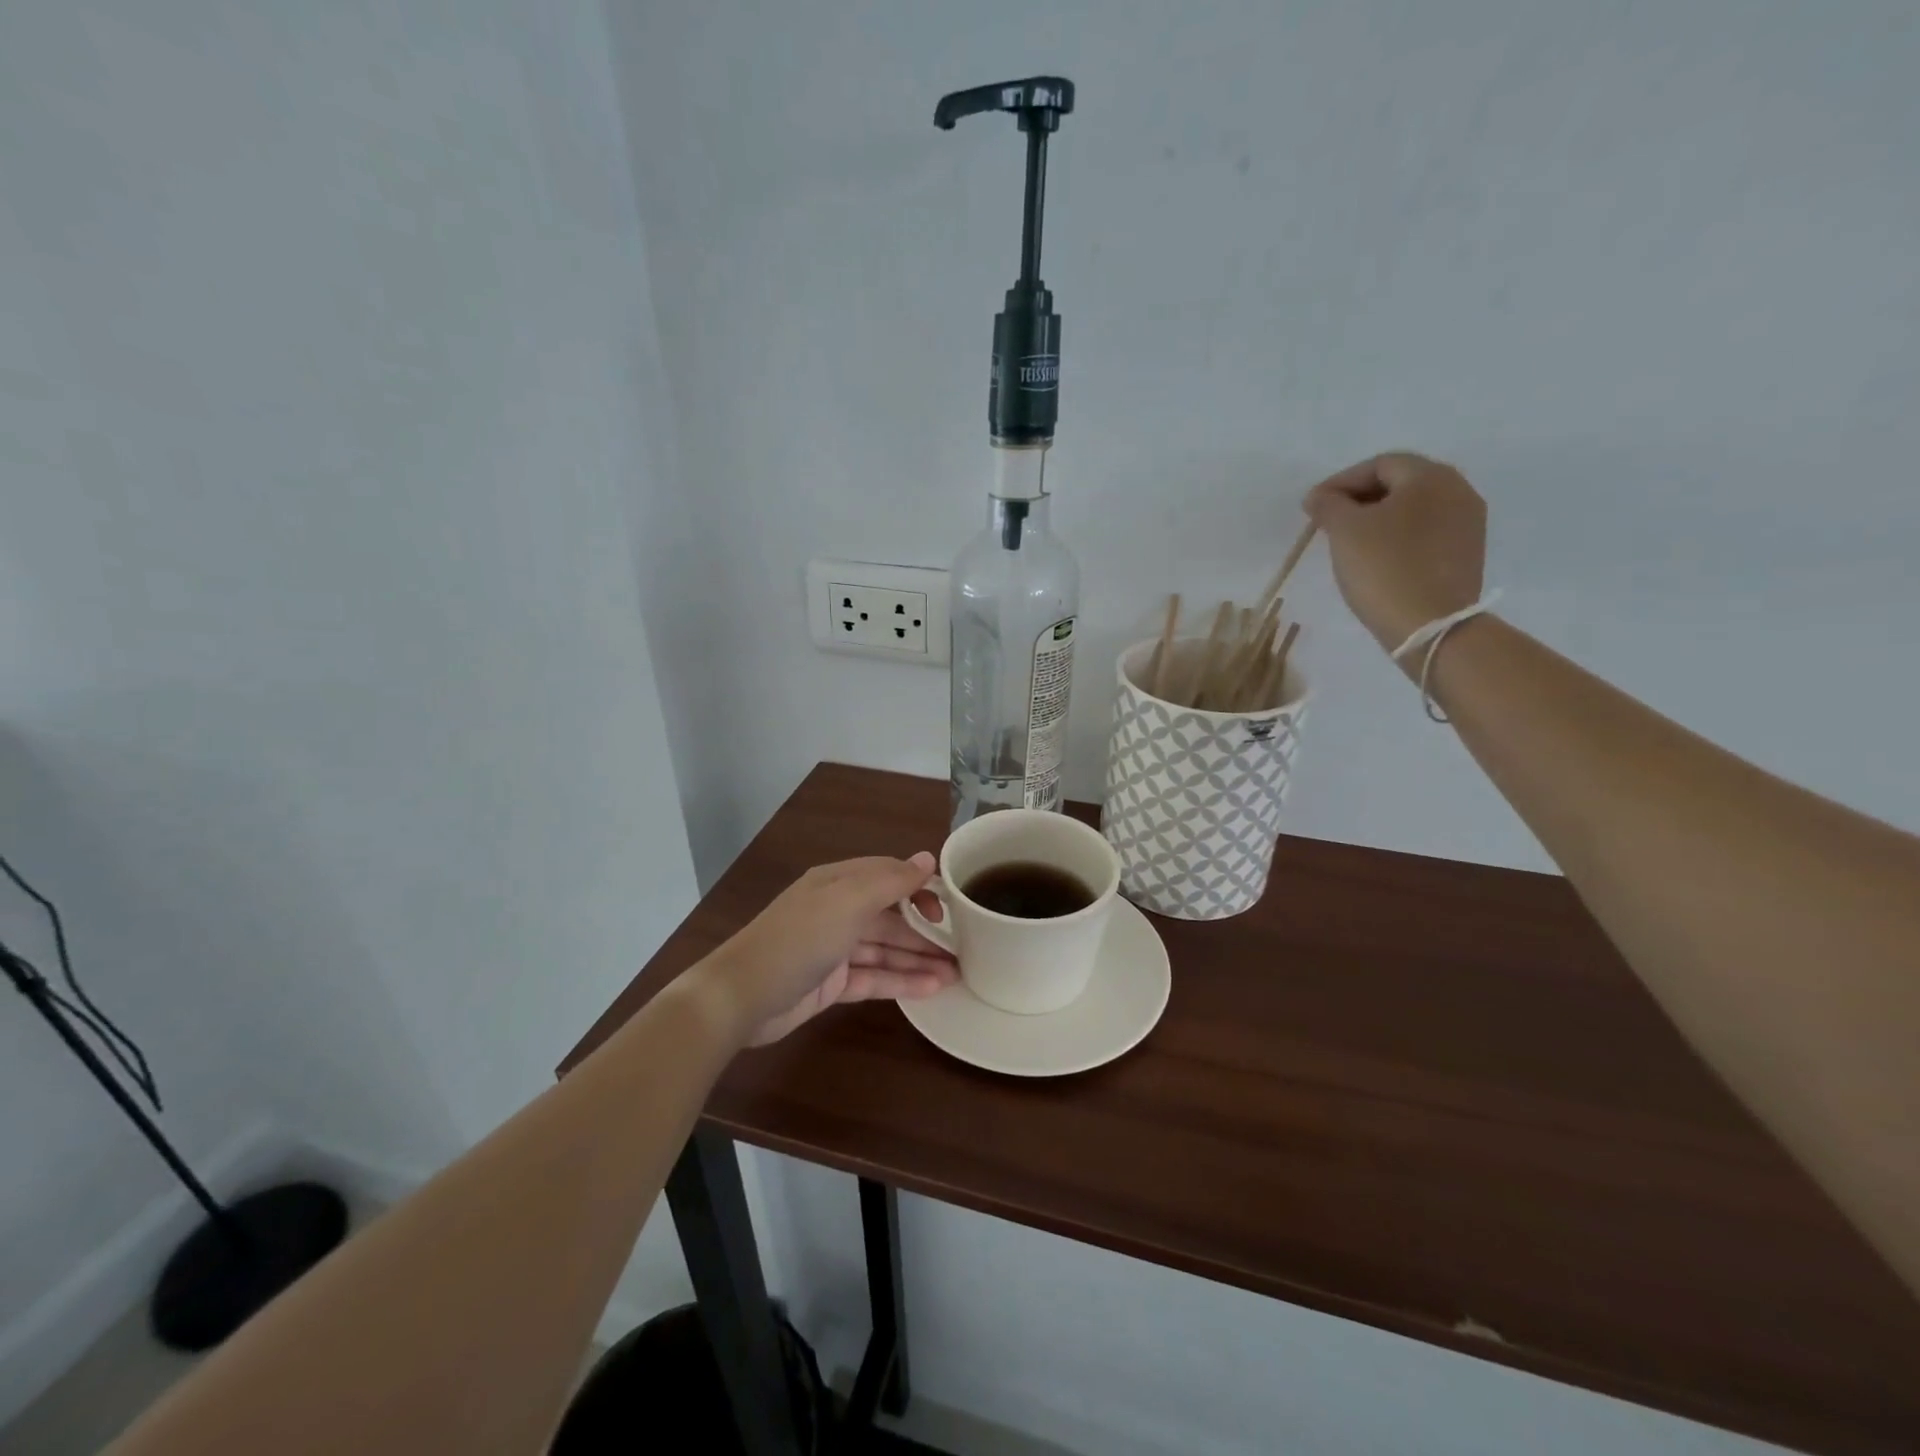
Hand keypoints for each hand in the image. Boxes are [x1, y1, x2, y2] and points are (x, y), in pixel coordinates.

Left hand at [688, 854, 956, 1046]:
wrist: (741, 997)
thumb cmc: (799, 939)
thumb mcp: (848, 902)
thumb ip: (890, 881)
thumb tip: (927, 858)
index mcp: (838, 883)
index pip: (888, 875)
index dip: (919, 887)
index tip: (947, 907)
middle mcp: (837, 911)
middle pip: (890, 916)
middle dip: (924, 929)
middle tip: (964, 947)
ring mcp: (834, 949)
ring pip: (885, 950)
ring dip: (918, 959)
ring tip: (957, 974)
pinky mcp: (831, 984)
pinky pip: (873, 978)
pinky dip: (900, 981)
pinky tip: (931, 989)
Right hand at [1303, 453, 1486, 656]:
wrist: (1430, 625)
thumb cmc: (1384, 568)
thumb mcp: (1345, 530)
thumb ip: (1328, 505)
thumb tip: (1319, 496)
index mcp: (1430, 476)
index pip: (1379, 464)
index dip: (1340, 482)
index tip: (1312, 506)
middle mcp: (1458, 490)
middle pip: (1400, 483)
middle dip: (1360, 499)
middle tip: (1328, 522)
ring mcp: (1467, 523)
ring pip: (1414, 508)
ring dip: (1379, 518)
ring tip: (1349, 542)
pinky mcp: (1467, 553)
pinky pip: (1426, 532)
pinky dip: (1398, 537)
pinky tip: (1377, 559)